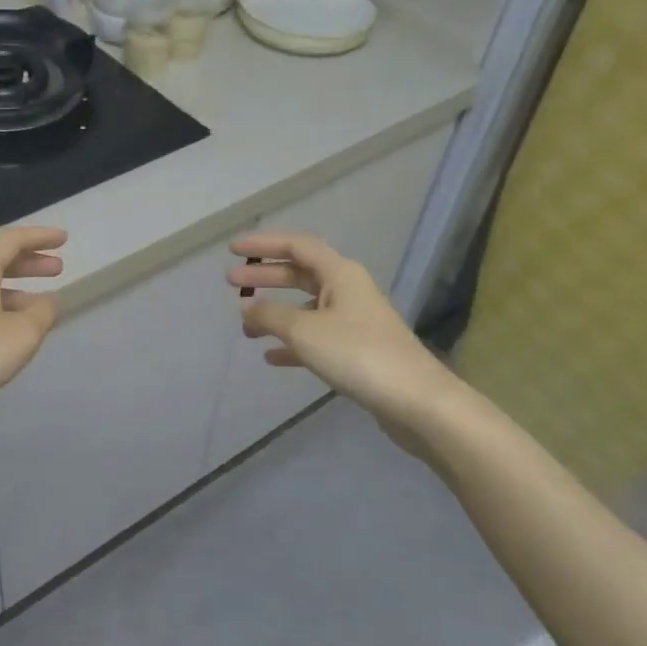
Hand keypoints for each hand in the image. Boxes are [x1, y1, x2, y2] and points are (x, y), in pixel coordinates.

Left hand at [0, 226, 66, 430]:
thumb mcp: (20, 336)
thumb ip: (42, 313)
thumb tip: (47, 302)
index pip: (11, 240)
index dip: (40, 237)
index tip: (65, 240)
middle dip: (29, 262)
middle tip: (58, 269)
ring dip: (16, 288)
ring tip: (41, 305)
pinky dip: (0, 307)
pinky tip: (11, 331)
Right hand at [227, 232, 455, 451]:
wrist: (415, 400)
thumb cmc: (357, 354)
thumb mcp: (304, 331)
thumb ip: (270, 315)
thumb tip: (248, 308)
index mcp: (340, 274)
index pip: (296, 246)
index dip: (263, 244)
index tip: (232, 249)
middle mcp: (348, 290)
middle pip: (300, 274)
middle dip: (265, 277)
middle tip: (231, 283)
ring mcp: (354, 321)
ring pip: (306, 307)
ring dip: (275, 313)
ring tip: (245, 326)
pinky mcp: (357, 350)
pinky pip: (316, 337)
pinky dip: (292, 343)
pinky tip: (271, 357)